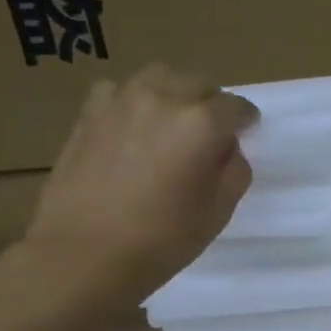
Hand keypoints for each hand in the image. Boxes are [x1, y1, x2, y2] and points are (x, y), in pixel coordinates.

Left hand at [23, 64, 258, 291]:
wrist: (84, 253)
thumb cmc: (162, 240)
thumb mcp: (218, 212)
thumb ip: (234, 172)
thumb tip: (227, 150)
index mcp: (202, 124)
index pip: (236, 107)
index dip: (245, 121)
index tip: (246, 133)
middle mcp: (163, 99)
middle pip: (198, 83)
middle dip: (211, 103)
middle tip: (211, 134)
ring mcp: (121, 101)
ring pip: (159, 77)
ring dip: (174, 94)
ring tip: (172, 124)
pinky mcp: (89, 113)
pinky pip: (120, 91)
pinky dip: (135, 101)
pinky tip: (133, 129)